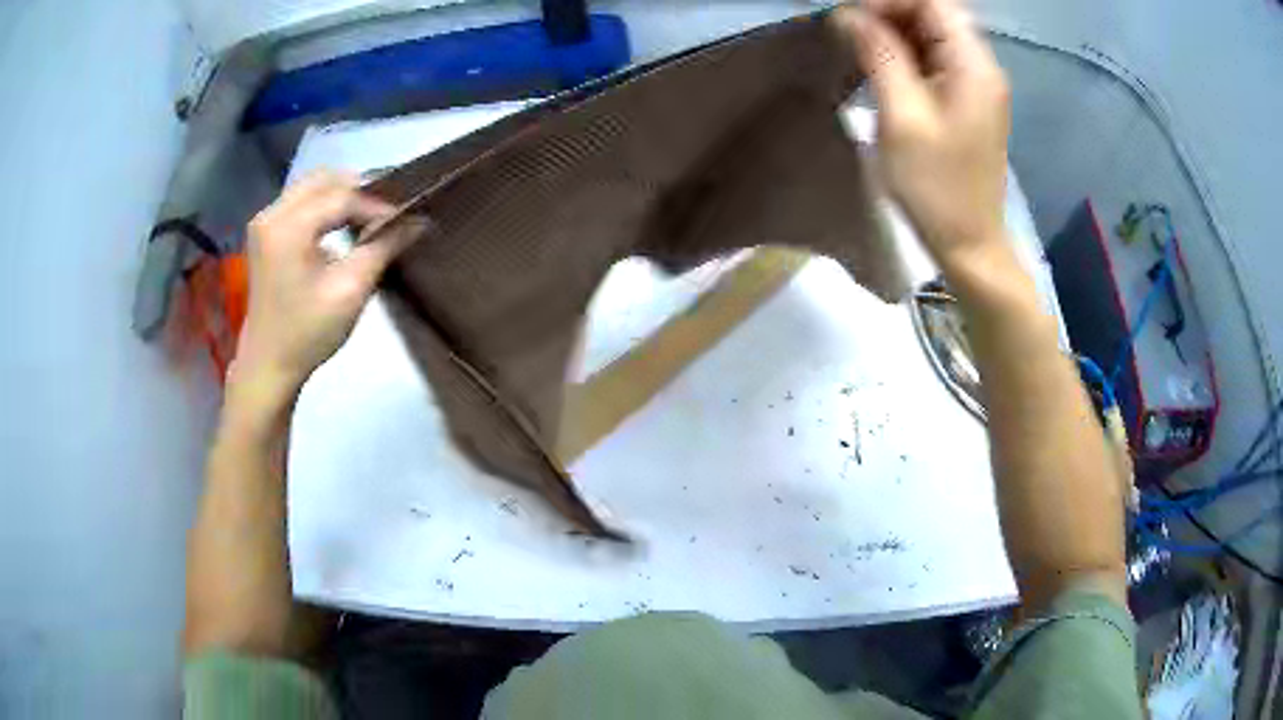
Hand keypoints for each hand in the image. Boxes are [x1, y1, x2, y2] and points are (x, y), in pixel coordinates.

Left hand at [233, 170, 423, 399]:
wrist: (269, 364)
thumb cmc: (308, 333)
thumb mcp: (351, 290)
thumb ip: (384, 246)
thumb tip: (419, 220)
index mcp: (287, 227)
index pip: (341, 196)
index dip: (377, 204)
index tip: (407, 218)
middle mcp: (271, 213)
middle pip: (325, 179)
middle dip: (360, 191)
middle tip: (390, 212)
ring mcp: (265, 221)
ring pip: (313, 186)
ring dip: (344, 196)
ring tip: (371, 217)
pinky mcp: (266, 231)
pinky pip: (302, 201)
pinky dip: (327, 206)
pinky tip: (345, 224)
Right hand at [833, 0, 1010, 271]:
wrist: (969, 244)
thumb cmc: (936, 187)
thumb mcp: (902, 117)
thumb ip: (879, 56)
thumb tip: (850, 14)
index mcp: (973, 66)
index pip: (934, 2)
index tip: (851, 14)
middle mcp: (981, 67)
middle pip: (935, 13)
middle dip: (890, 11)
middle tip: (847, 28)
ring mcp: (977, 84)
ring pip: (933, 35)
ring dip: (894, 31)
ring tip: (856, 43)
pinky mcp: (967, 101)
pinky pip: (935, 59)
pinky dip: (905, 53)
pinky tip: (879, 64)